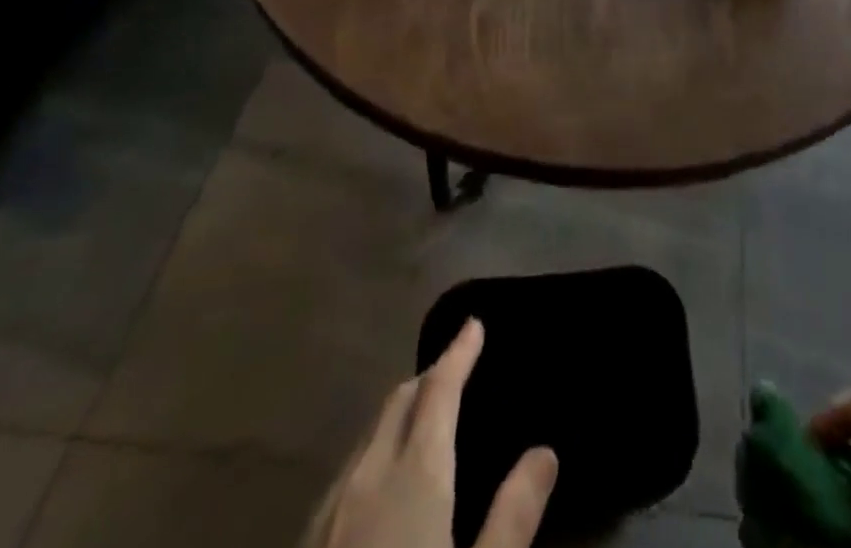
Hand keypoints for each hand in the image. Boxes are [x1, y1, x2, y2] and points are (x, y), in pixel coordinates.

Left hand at [303, 319, 557, 547]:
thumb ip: (513, 517)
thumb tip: (545, 450)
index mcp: (413, 477)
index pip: (439, 390)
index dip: (459, 353)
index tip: (474, 325)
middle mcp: (365, 480)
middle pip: (398, 404)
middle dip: (429, 377)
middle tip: (457, 368)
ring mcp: (327, 517)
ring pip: (368, 437)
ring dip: (400, 414)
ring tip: (425, 418)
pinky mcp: (305, 547)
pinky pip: (346, 474)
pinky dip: (374, 452)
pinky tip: (380, 483)